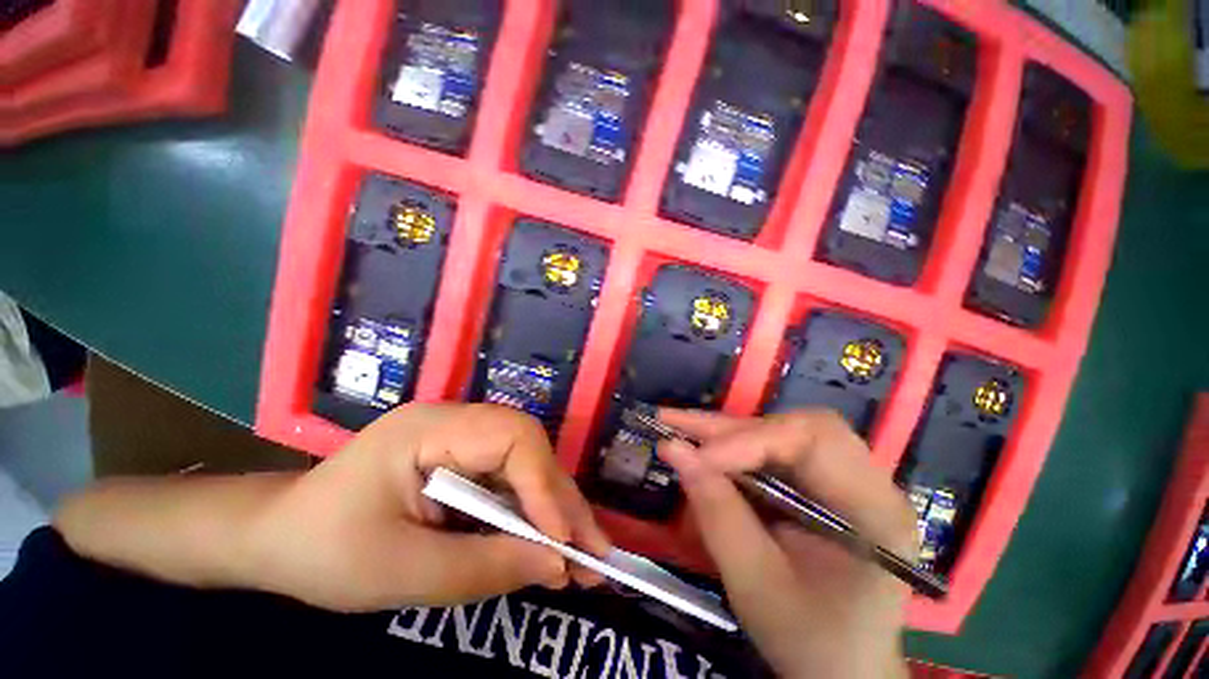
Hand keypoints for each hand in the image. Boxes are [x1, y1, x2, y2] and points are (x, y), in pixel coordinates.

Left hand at [242, 403, 609, 611]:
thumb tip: (558, 567)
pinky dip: (533, 517)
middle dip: (562, 503)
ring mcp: (464, 440)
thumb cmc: (323, 551)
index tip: (564, 542)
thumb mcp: (399, 572)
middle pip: (529, 451)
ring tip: (583, 558)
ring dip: (556, 513)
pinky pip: (512, 483)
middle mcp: (458, 422)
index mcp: (430, 429)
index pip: (512, 438)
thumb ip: (483, 569)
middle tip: (594, 554)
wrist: (278, 538)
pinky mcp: (466, 461)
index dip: (544, 485)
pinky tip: (549, 546)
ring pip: (529, 467)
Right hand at [657, 408, 913, 677]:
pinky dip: (733, 446)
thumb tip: (673, 449)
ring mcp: (846, 479)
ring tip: (678, 426)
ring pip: (781, 431)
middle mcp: (868, 482)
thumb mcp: (756, 584)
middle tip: (677, 426)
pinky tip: (701, 446)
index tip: (698, 458)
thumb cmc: (810, 640)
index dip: (750, 441)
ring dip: (727, 432)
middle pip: (797, 428)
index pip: (814, 441)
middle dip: (733, 428)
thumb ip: (717, 513)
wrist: (842, 669)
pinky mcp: (821, 482)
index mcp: (875, 511)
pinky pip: (773, 449)